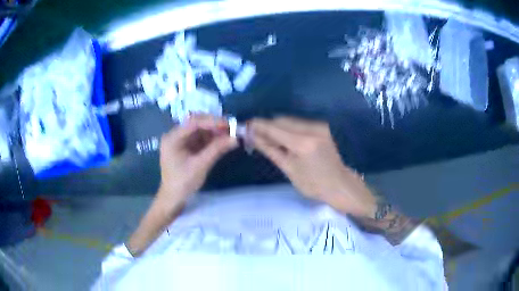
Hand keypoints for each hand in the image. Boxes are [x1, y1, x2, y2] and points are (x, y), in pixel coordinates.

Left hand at [157, 114, 237, 211]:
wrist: (173, 198)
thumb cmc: (183, 182)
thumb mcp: (200, 165)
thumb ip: (217, 149)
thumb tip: (235, 138)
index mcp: (172, 138)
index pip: (193, 123)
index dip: (212, 122)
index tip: (228, 125)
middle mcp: (175, 135)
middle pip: (196, 123)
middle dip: (213, 125)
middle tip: (230, 129)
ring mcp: (181, 140)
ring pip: (199, 129)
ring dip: (214, 131)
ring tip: (229, 135)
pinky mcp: (186, 146)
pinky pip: (200, 138)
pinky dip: (211, 138)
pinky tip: (222, 140)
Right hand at [250, 117, 376, 216]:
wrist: (339, 184)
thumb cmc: (313, 184)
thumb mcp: (288, 169)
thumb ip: (270, 149)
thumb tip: (251, 136)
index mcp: (302, 142)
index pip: (274, 127)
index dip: (257, 125)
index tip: (245, 126)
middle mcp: (311, 128)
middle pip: (281, 120)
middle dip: (266, 126)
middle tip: (255, 137)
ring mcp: (318, 125)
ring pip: (289, 120)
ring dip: (276, 127)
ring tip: (268, 140)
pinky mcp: (321, 126)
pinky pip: (298, 123)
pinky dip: (287, 129)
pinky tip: (284, 140)